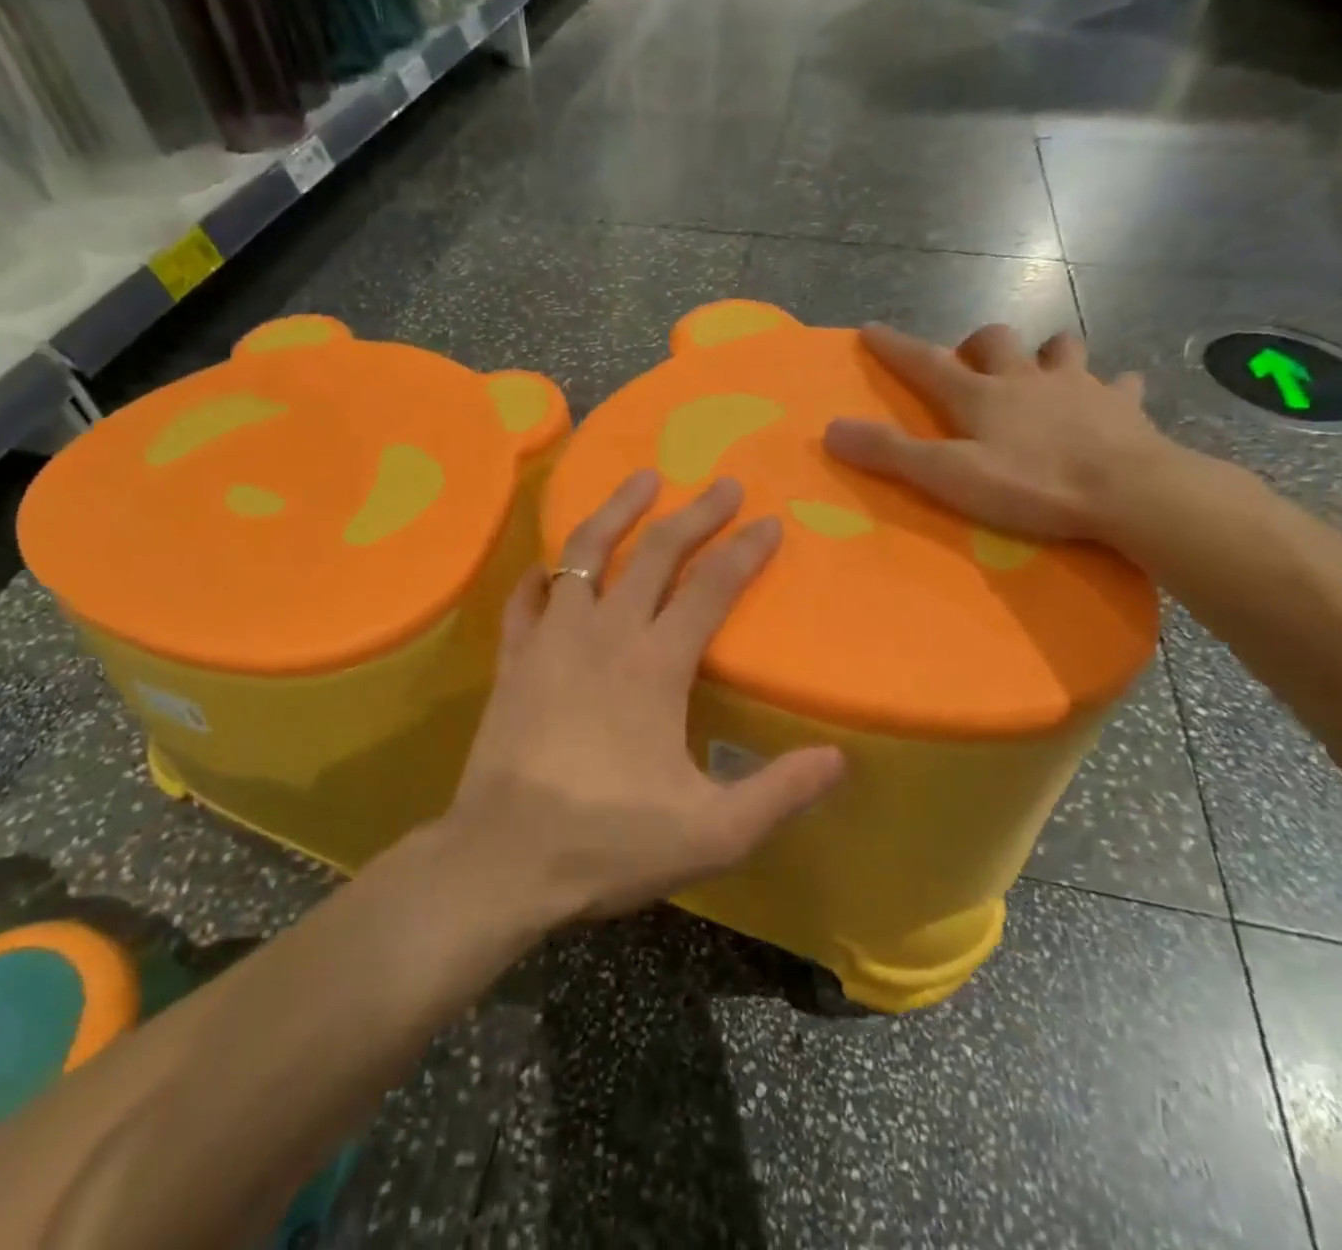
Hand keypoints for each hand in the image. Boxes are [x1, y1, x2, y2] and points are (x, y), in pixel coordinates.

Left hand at [446, 471, 845, 923]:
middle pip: (654, 553)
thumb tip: (838, 759)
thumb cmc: (608, 842)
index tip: (769, 522)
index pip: (710, 588)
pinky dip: (543, 574)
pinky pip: (526, 599)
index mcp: (655, 665)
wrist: (502, 861)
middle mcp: (604, 635)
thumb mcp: (712, 834)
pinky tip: (553, 566)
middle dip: (694, 513)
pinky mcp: (513, 660)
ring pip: (582, 554)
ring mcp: (550, 641)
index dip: (744, 551)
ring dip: (615, 511)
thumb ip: (778, 794)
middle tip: (724, 484)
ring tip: (641, 479)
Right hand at [824, 323, 1170, 542]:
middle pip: (996, 340)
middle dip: (977, 344)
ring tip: (1041, 372)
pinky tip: (1111, 397)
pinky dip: (1110, 387)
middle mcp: (1026, 378)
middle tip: (971, 364)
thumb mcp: (948, 476)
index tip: (872, 329)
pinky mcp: (1122, 406)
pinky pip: (1118, 385)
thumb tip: (831, 429)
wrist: (1129, 492)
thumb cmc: (1032, 485)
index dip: (896, 347)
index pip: (927, 362)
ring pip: (1060, 348)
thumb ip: (890, 453)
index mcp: (981, 395)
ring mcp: (1078, 387)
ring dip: (1045, 354)